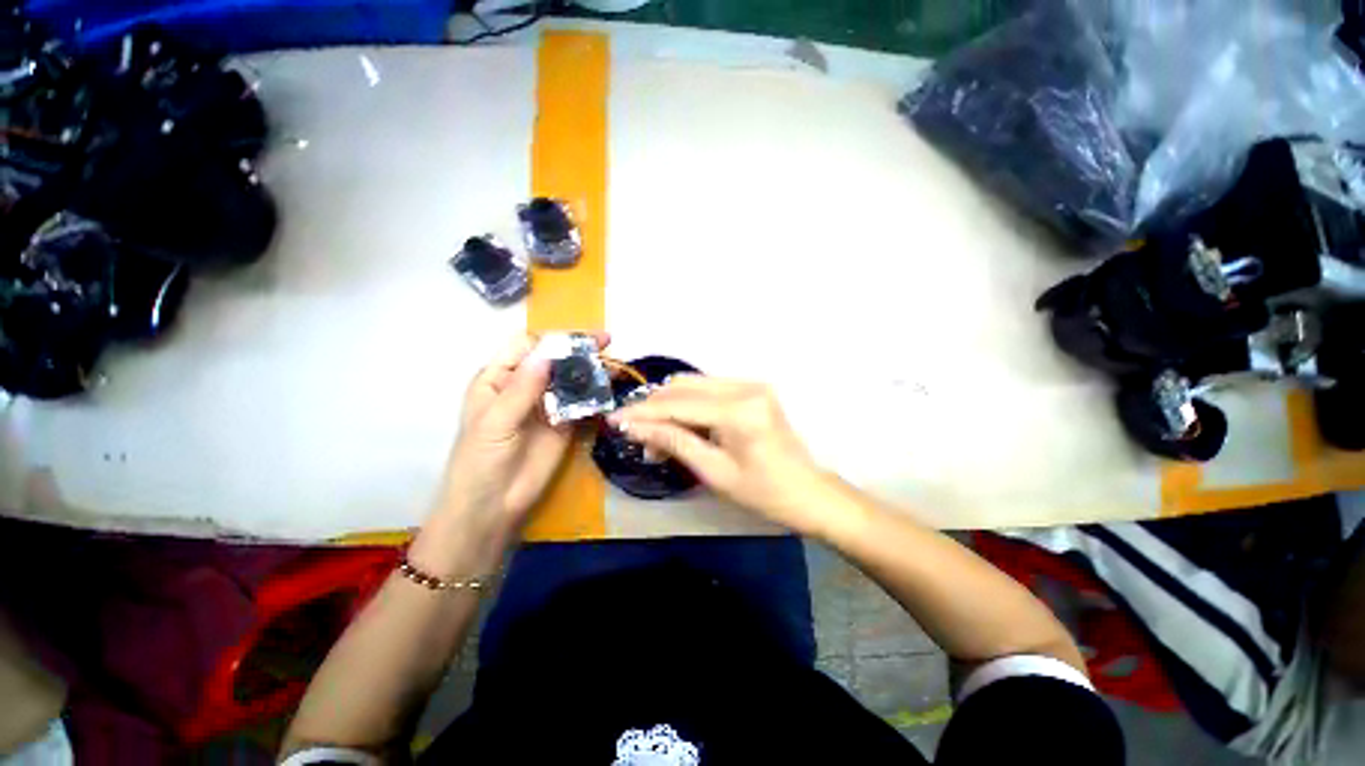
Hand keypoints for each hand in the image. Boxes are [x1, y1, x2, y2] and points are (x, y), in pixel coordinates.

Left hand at [414, 332, 608, 573]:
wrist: (493, 507)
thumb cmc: (480, 461)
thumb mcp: (495, 422)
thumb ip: (522, 389)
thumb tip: (548, 354)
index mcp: (498, 378)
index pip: (527, 347)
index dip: (553, 340)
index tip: (580, 339)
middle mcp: (524, 386)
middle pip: (554, 359)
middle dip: (578, 350)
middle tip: (606, 343)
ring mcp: (547, 405)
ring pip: (571, 379)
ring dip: (591, 371)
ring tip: (613, 366)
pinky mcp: (565, 423)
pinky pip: (581, 403)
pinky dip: (595, 396)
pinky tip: (609, 391)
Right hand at [609, 377, 841, 536]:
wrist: (810, 493)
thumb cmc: (765, 493)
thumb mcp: (714, 472)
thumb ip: (674, 441)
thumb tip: (634, 427)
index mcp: (738, 411)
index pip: (677, 403)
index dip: (642, 412)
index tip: (615, 421)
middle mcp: (745, 386)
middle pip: (683, 386)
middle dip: (655, 408)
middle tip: (639, 437)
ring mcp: (751, 384)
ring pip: (694, 383)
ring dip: (671, 405)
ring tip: (659, 436)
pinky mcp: (753, 388)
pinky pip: (710, 388)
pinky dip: (690, 404)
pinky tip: (683, 425)